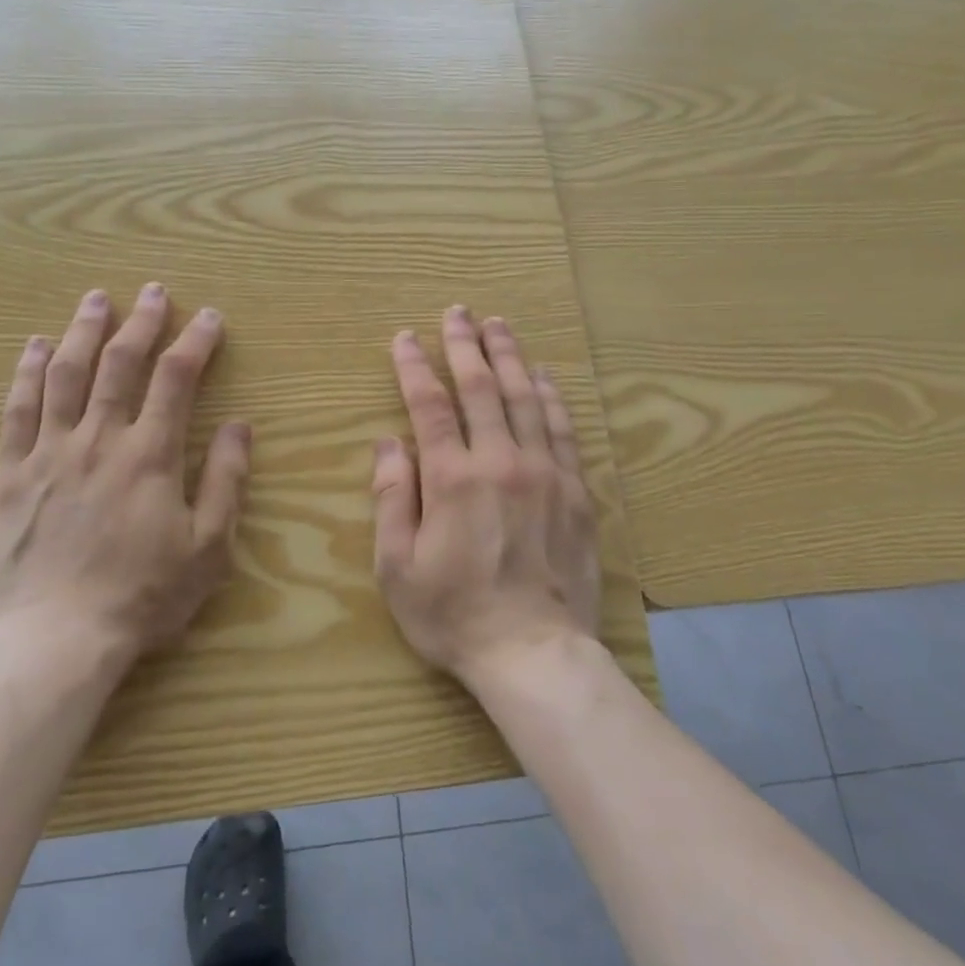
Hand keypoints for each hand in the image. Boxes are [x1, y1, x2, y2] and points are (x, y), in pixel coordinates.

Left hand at [0, 283, 251, 666]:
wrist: (57, 639)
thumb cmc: (144, 596)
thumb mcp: (207, 547)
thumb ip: (225, 481)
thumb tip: (239, 426)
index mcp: (150, 455)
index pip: (176, 380)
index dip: (195, 343)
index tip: (208, 317)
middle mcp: (99, 440)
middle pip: (120, 364)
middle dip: (141, 322)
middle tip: (153, 292)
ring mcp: (50, 453)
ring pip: (66, 376)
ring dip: (83, 332)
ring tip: (96, 299)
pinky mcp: (12, 475)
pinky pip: (17, 412)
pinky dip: (26, 374)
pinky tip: (35, 347)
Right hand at [371, 306, 600, 686]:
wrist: (534, 653)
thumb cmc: (455, 615)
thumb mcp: (398, 567)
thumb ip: (392, 499)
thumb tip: (388, 444)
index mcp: (452, 478)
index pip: (429, 406)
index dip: (413, 367)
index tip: (404, 338)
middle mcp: (500, 462)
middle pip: (482, 389)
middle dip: (465, 345)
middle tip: (458, 312)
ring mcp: (545, 474)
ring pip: (526, 399)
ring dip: (510, 358)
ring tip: (499, 326)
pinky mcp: (576, 492)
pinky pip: (562, 431)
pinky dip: (551, 398)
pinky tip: (544, 377)